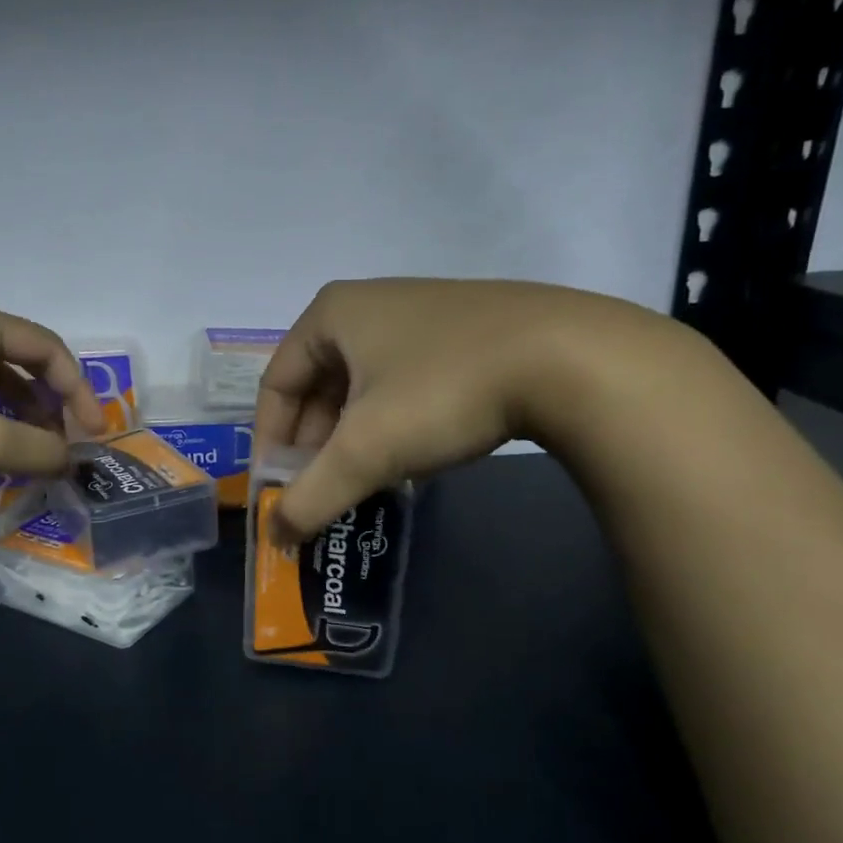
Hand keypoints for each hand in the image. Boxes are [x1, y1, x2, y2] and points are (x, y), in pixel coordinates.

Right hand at [255, 277, 684, 537]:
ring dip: (352, 438)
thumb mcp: (366, 448)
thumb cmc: (444, 390)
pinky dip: (392, 423)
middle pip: (318, 386)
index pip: (277, 384)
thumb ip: (311, 495)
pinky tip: (408, 456)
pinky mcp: (464, 333)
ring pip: (363, 388)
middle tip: (320, 491)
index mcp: (331, 314)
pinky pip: (403, 383)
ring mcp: (421, 315)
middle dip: (314, 445)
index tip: (277, 490)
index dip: (269, 442)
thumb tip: (276, 537)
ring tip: (361, 481)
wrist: (573, 358)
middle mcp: (369, 304)